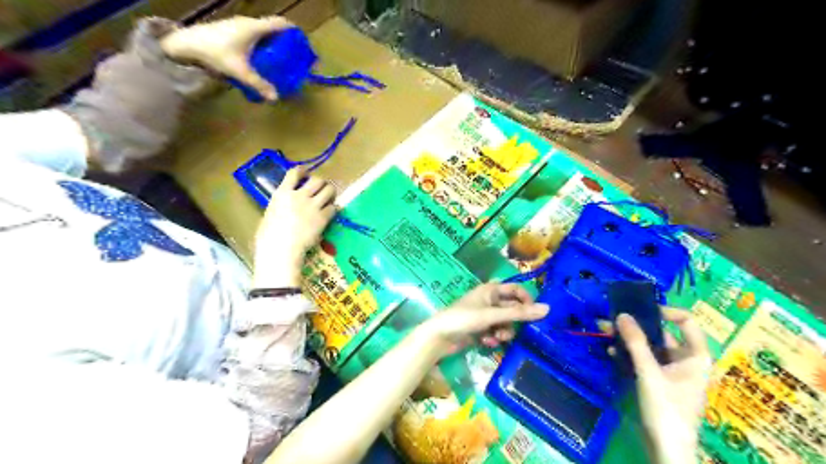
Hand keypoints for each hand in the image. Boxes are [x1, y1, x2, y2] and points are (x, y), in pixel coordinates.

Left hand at [158, 15, 292, 98]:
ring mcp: (237, 25)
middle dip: (285, 41)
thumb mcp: (240, 71)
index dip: (294, 31)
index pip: (281, 23)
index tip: (303, 43)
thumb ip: (259, 84)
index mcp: (254, 28)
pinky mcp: (229, 31)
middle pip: (272, 28)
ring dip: (272, 43)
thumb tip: (275, 98)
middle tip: (293, 56)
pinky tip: (260, 59)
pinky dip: (261, 45)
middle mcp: (248, 23)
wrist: (184, 44)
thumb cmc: (215, 53)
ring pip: (262, 32)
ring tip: (279, 60)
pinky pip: (252, 36)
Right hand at [256, 168, 338, 287]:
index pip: (294, 173)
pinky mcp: (323, 218)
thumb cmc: (268, 235)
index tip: (307, 172)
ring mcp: (312, 206)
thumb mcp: (271, 213)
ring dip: (330, 192)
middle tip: (322, 188)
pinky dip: (333, 209)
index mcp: (283, 193)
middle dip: (321, 183)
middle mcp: (299, 196)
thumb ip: (281, 204)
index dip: (303, 170)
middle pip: (317, 180)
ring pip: (329, 190)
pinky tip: (330, 213)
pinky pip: (333, 207)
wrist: (280, 248)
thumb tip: (286, 204)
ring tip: (329, 198)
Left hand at [426, 283, 546, 355]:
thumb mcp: (492, 316)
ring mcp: (484, 315)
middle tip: (513, 330)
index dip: (527, 300)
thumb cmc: (464, 319)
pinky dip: (494, 337)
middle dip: (513, 321)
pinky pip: (496, 331)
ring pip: (505, 322)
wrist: (440, 337)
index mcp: (490, 290)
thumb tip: (547, 309)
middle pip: (512, 308)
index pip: (516, 290)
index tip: (535, 314)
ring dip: (504, 331)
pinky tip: (486, 342)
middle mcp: (489, 300)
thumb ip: (519, 313)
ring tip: (496, 338)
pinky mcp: (480, 329)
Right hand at [616, 308, 712, 463]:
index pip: (686, 322)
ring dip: (628, 339)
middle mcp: (685, 360)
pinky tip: (611, 351)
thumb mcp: (649, 372)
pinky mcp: (658, 380)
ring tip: (604, 331)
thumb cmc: (666, 408)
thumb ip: (635, 342)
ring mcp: (671, 371)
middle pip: (662, 334)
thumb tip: (622, 314)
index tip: (640, 310)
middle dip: (636, 325)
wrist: (666, 447)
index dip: (665, 311)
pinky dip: (629, 353)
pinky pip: (644, 359)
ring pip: (649, 346)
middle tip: (611, 318)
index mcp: (695, 356)